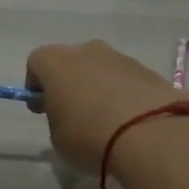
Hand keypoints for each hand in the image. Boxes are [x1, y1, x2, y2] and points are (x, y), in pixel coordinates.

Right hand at [25, 39, 188, 172]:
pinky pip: (127, 81)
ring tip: (106, 122)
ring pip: (101, 69)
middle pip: (71, 62)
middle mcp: (88, 51)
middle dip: (69, 83)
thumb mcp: (58, 138)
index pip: (36, 62)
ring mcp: (122, 58)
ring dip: (99, 88)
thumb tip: (69, 113)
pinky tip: (130, 123)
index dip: (36, 85)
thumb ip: (57, 119)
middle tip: (73, 113)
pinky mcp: (150, 71)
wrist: (153, 136)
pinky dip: (124, 96)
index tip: (41, 108)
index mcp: (56, 62)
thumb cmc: (90, 136)